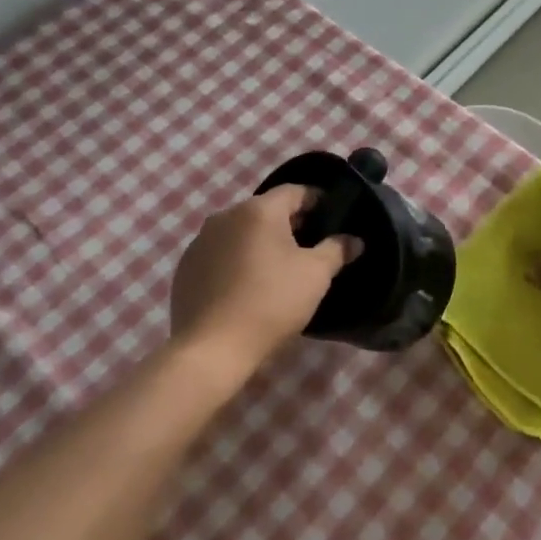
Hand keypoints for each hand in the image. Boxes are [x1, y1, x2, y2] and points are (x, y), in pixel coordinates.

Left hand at [168, 186, 360, 373]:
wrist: (212, 348)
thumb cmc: (271, 302)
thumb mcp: (315, 275)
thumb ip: (336, 250)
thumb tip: (354, 240)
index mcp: (259, 210)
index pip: (294, 191)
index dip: (316, 200)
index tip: (331, 215)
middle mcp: (225, 215)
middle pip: (265, 210)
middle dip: (289, 223)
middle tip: (309, 245)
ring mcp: (200, 241)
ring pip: (240, 231)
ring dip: (260, 242)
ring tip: (278, 267)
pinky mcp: (186, 267)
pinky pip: (219, 253)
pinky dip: (236, 260)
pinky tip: (246, 285)